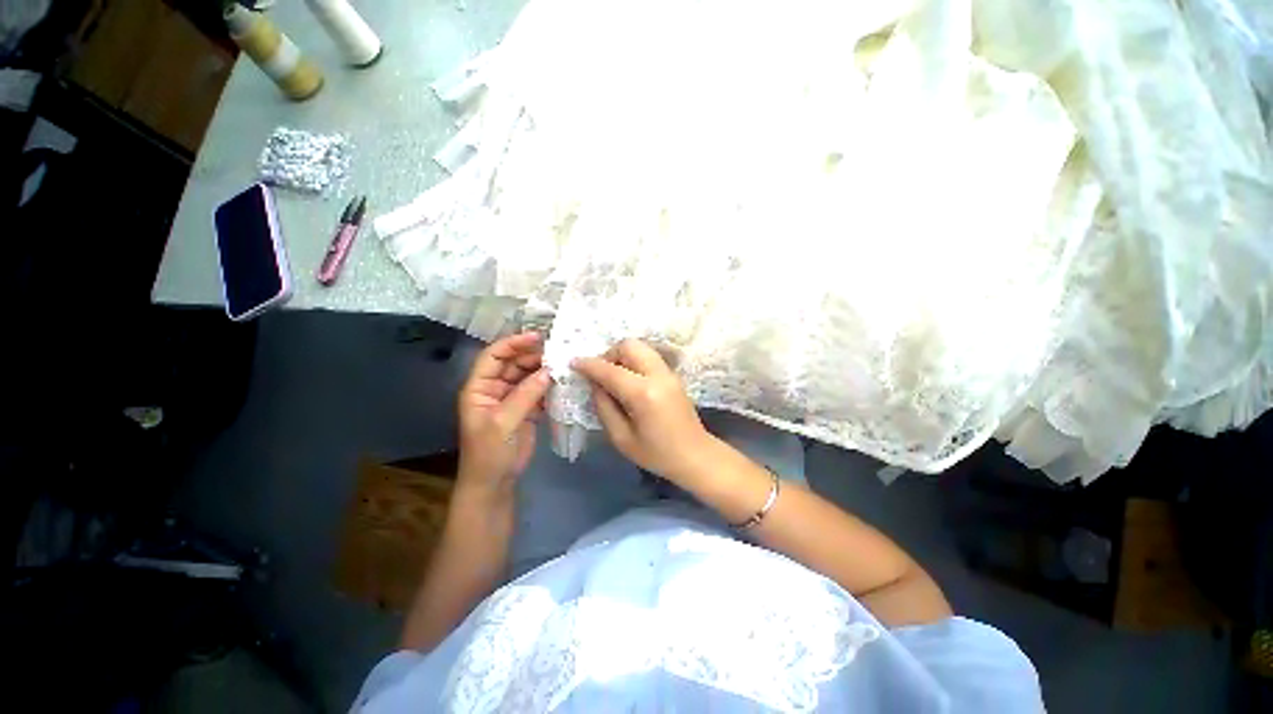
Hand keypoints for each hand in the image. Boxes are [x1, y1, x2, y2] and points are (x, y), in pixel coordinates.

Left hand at [457, 332, 551, 498]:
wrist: (495, 482)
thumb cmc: (489, 453)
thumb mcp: (503, 423)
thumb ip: (525, 395)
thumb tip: (548, 372)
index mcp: (479, 387)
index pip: (494, 356)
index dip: (513, 343)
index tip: (537, 337)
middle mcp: (495, 388)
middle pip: (514, 363)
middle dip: (534, 355)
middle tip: (558, 352)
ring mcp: (512, 398)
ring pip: (528, 375)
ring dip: (544, 369)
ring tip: (564, 364)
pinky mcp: (527, 409)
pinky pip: (538, 390)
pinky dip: (550, 385)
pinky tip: (564, 381)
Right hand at [571, 339, 714, 483]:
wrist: (695, 455)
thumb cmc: (656, 454)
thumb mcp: (621, 438)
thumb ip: (604, 407)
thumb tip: (595, 384)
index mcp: (643, 394)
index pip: (610, 370)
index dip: (589, 365)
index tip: (574, 363)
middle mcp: (658, 375)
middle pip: (629, 346)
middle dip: (609, 354)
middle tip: (600, 375)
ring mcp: (668, 372)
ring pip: (640, 347)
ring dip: (622, 356)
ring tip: (614, 377)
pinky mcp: (673, 375)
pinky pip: (648, 356)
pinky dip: (634, 361)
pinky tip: (629, 380)